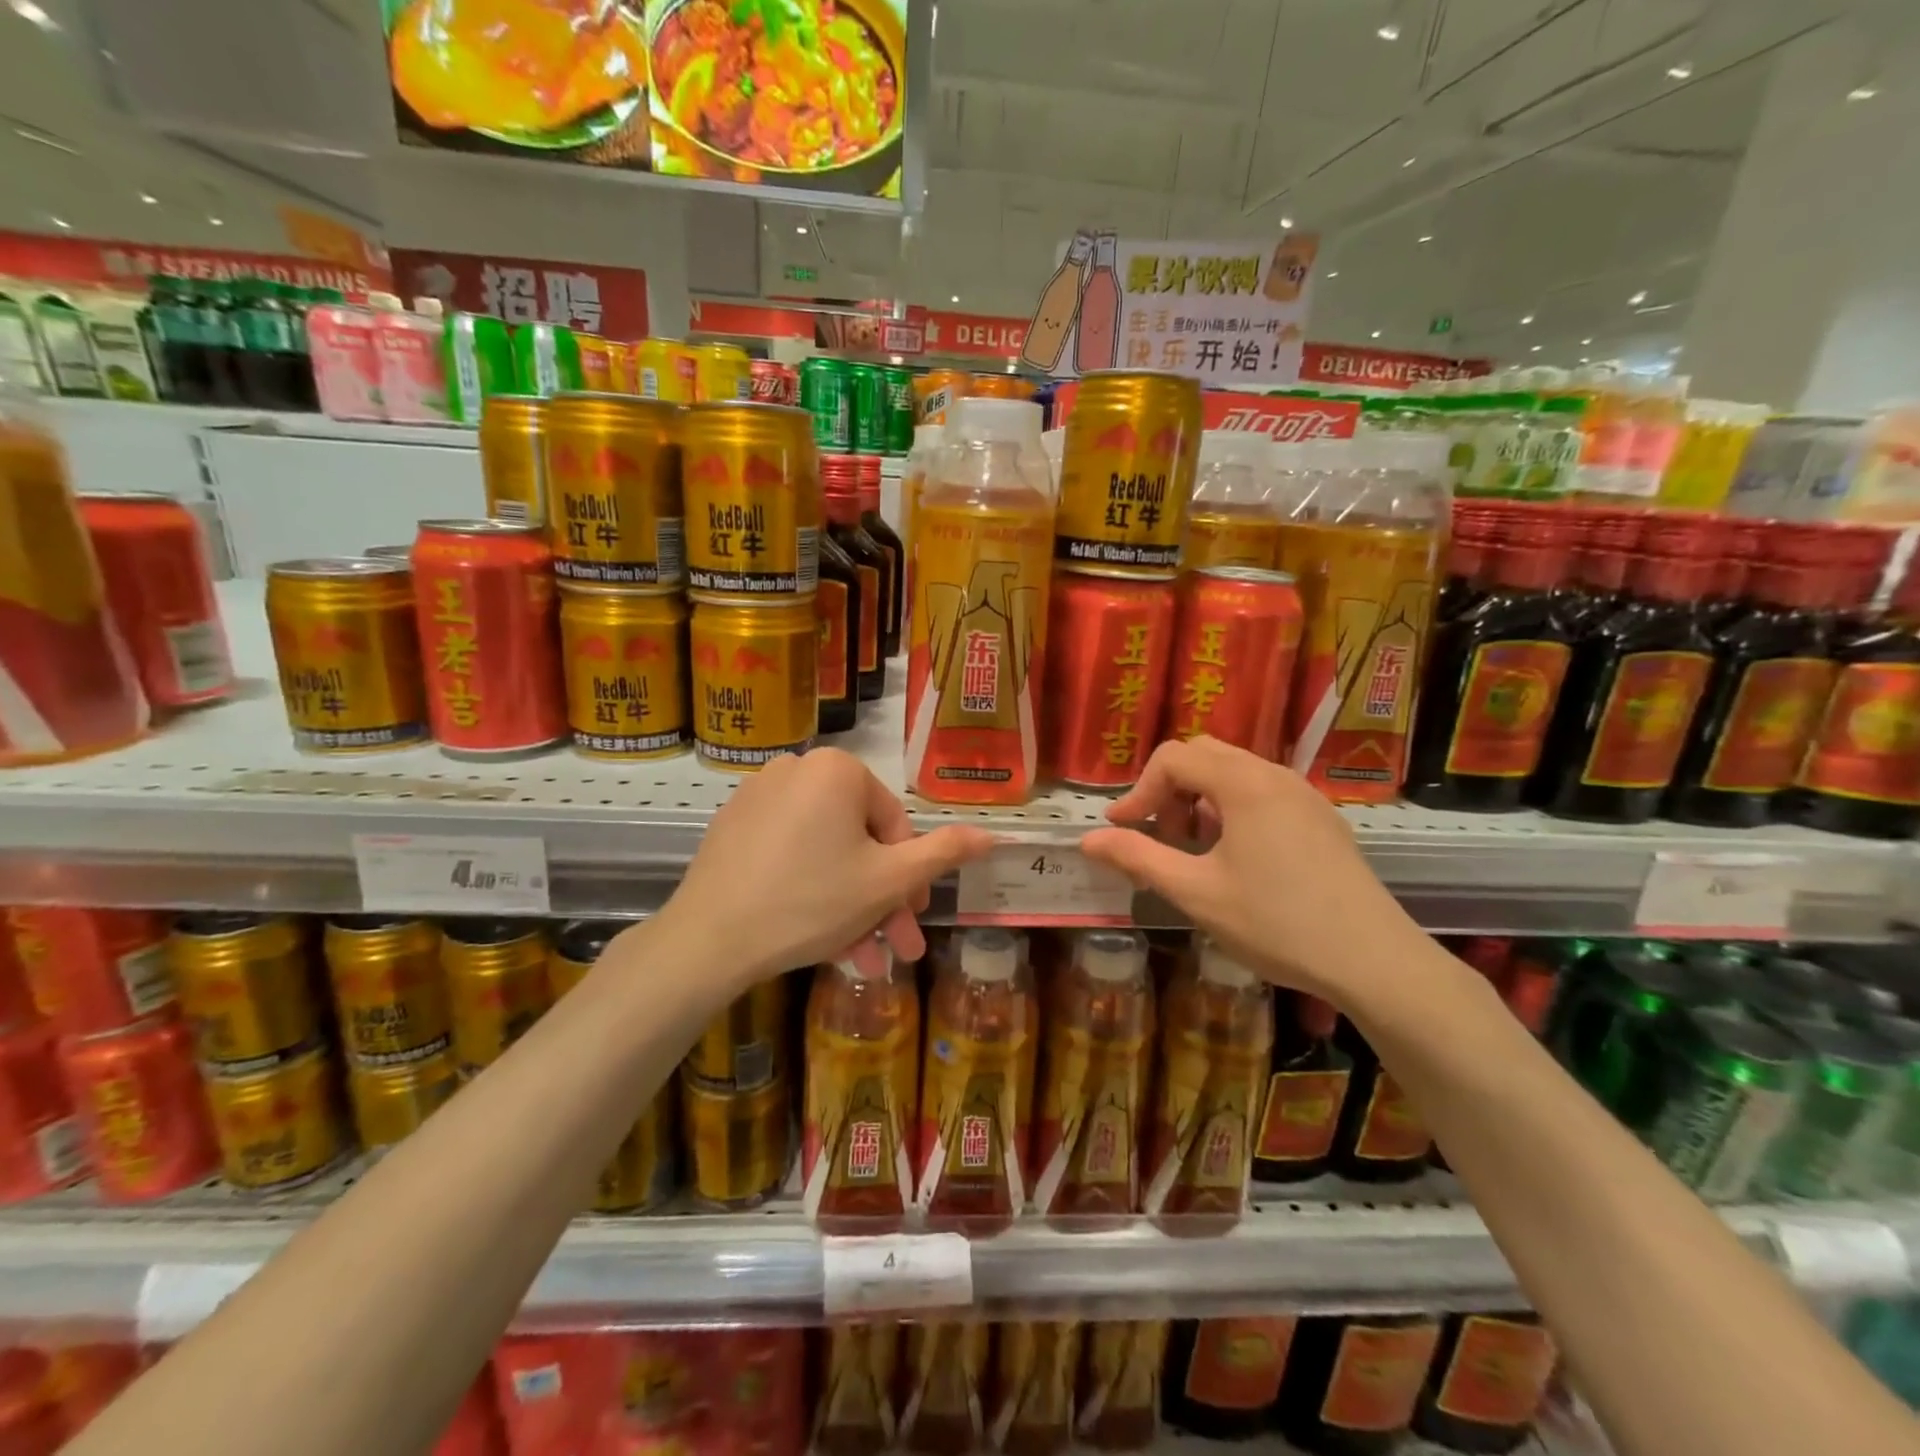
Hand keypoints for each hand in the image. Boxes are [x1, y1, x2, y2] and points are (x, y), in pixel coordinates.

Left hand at [658, 748, 992, 986]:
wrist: (708, 940)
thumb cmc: (811, 902)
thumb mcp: (889, 881)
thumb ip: (944, 853)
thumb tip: (992, 834)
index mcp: (839, 769)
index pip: (894, 824)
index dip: (910, 877)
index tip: (912, 920)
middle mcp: (797, 768)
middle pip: (858, 841)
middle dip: (880, 900)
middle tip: (893, 945)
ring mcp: (758, 795)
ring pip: (826, 853)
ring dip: (849, 906)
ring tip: (858, 957)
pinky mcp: (733, 825)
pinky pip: (790, 854)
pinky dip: (810, 889)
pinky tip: (818, 937)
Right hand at [1079, 736, 1424, 1004]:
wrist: (1375, 961)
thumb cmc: (1277, 923)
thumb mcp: (1196, 893)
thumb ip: (1138, 858)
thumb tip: (1088, 839)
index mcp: (1244, 784)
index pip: (1173, 758)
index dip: (1138, 791)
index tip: (1121, 830)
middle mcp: (1275, 775)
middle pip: (1205, 755)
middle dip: (1169, 789)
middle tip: (1158, 836)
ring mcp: (1305, 795)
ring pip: (1235, 773)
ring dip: (1200, 800)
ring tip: (1193, 851)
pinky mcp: (1322, 819)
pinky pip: (1263, 793)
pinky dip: (1232, 810)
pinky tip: (1235, 859)